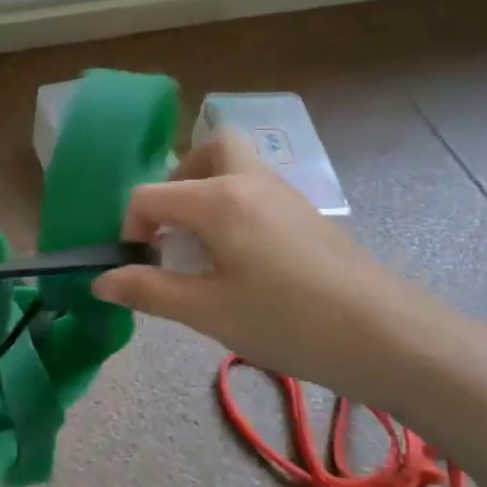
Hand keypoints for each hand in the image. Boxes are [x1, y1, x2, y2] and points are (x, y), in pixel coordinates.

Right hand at [91, 132, 461, 410]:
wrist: (385, 336)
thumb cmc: (286, 321)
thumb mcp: (207, 311)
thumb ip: (149, 290)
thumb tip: (100, 281)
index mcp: (218, 198)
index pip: (150, 195)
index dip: (131, 229)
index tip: (138, 267)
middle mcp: (251, 180)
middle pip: (208, 149)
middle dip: (178, 182)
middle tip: (172, 229)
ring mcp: (285, 194)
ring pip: (236, 167)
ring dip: (208, 193)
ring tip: (203, 248)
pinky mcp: (307, 214)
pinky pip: (258, 190)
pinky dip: (235, 208)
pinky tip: (241, 259)